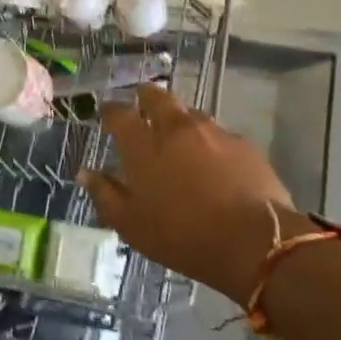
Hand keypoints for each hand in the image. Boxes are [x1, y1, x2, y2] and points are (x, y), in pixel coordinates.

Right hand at [80, 85, 312, 303]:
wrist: (255, 242)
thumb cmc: (182, 236)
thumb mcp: (131, 225)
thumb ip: (105, 195)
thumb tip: (85, 173)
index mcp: (144, 146)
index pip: (119, 114)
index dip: (110, 110)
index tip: (107, 114)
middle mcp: (176, 128)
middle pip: (157, 96)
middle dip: (145, 97)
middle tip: (142, 107)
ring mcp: (213, 132)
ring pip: (189, 113)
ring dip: (179, 120)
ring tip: (178, 139)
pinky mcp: (243, 144)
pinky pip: (218, 134)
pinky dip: (208, 142)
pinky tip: (212, 162)